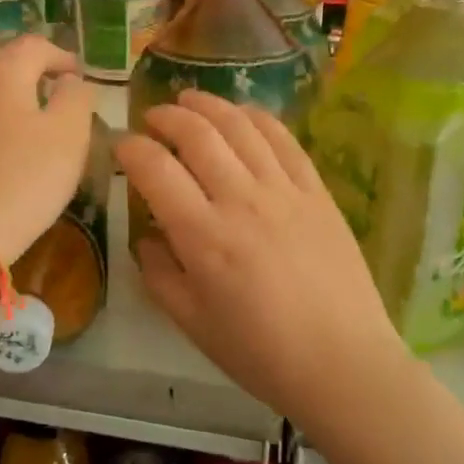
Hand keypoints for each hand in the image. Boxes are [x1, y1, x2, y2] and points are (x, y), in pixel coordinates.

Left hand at [0, 36, 95, 262]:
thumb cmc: (24, 181)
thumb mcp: (70, 137)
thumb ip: (76, 98)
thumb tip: (70, 79)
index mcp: (3, 71)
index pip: (35, 46)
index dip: (59, 56)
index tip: (76, 74)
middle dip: (22, 67)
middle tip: (43, 88)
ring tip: (6, 110)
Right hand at [114, 90, 405, 420]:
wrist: (342, 362)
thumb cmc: (260, 352)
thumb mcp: (193, 323)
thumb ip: (160, 275)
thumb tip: (146, 236)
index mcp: (203, 236)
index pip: (155, 170)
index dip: (130, 149)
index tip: (121, 147)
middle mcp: (240, 200)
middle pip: (197, 135)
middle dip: (166, 117)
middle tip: (152, 117)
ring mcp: (283, 191)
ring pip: (240, 127)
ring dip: (208, 105)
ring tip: (189, 100)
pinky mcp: (317, 191)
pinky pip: (284, 140)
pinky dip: (258, 118)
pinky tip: (243, 115)